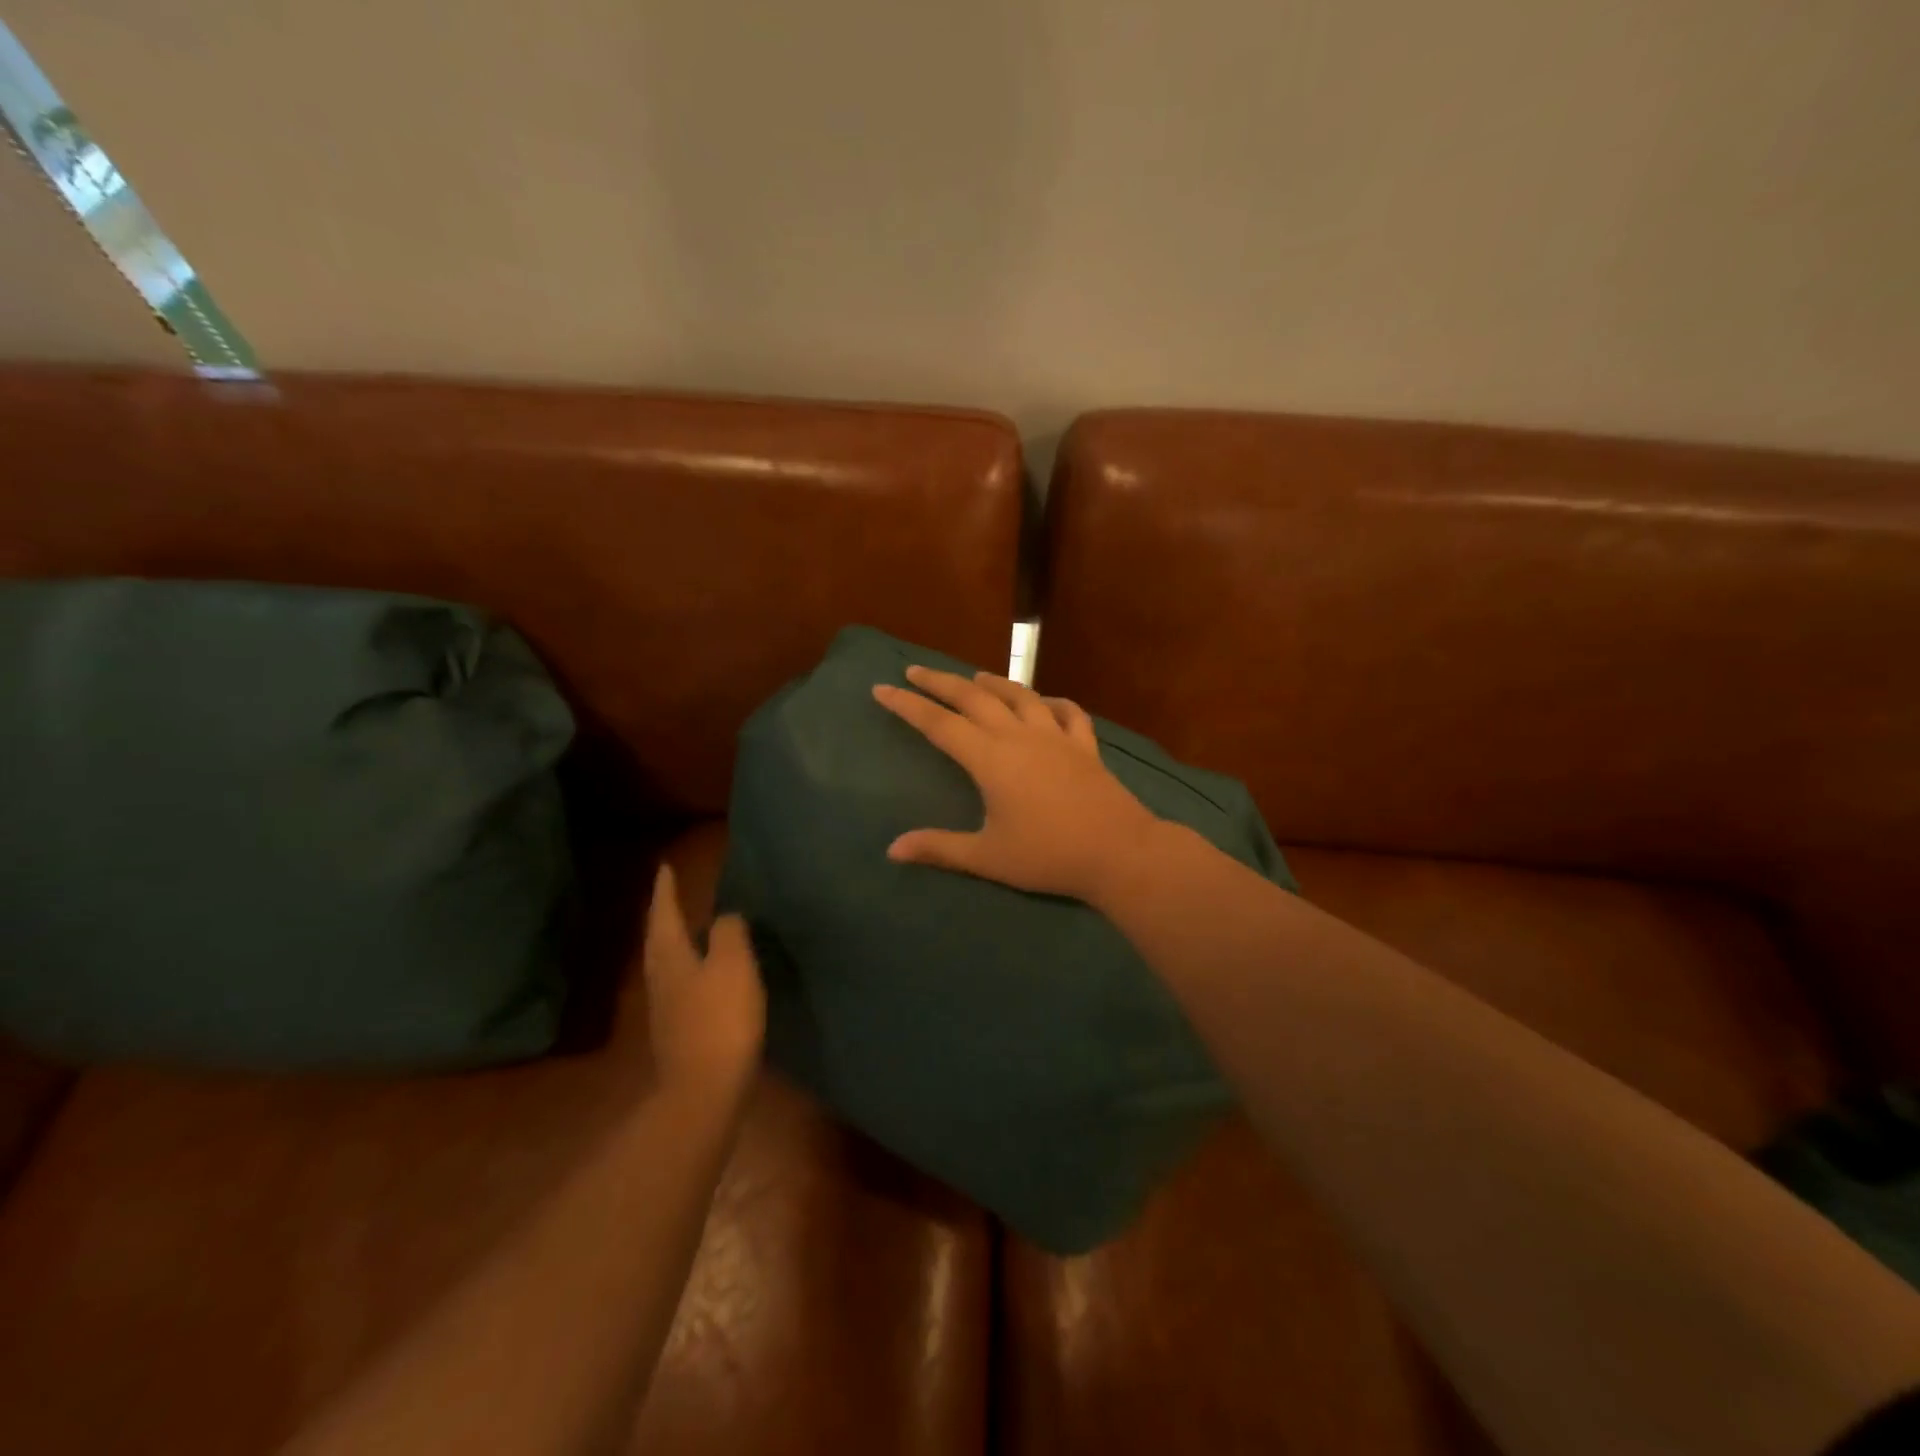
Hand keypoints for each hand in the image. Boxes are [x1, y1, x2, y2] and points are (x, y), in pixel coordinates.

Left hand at [642, 865, 764, 1098]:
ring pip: (668, 961)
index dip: (666, 889)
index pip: (664, 912)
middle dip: (665, 914)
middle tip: (673, 893)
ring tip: (691, 926)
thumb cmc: (720, 1019)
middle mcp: (660, 977)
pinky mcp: (678, 1030)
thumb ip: (730, 933)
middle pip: (659, 938)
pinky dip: (690, 966)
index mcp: (671, 956)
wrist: (704, 1091)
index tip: (666, 866)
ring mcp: (666, 1007)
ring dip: (676, 939)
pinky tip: (705, 972)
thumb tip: (725, 917)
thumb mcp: (733, 965)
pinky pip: (681, 983)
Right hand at [872, 666, 1161, 900]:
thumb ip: (939, 848)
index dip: (908, 705)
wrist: (1119, 852)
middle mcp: (1019, 736)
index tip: (882, 688)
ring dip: (994, 683)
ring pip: (1020, 697)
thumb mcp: (988, 857)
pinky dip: (1053, 703)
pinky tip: (1046, 702)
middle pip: (974, 699)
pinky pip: (1068, 714)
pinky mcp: (1085, 746)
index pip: (939, 724)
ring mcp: (1056, 737)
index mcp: (991, 759)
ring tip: (974, 677)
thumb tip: (892, 850)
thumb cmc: (1048, 856)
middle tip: (916, 671)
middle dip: (941, 683)